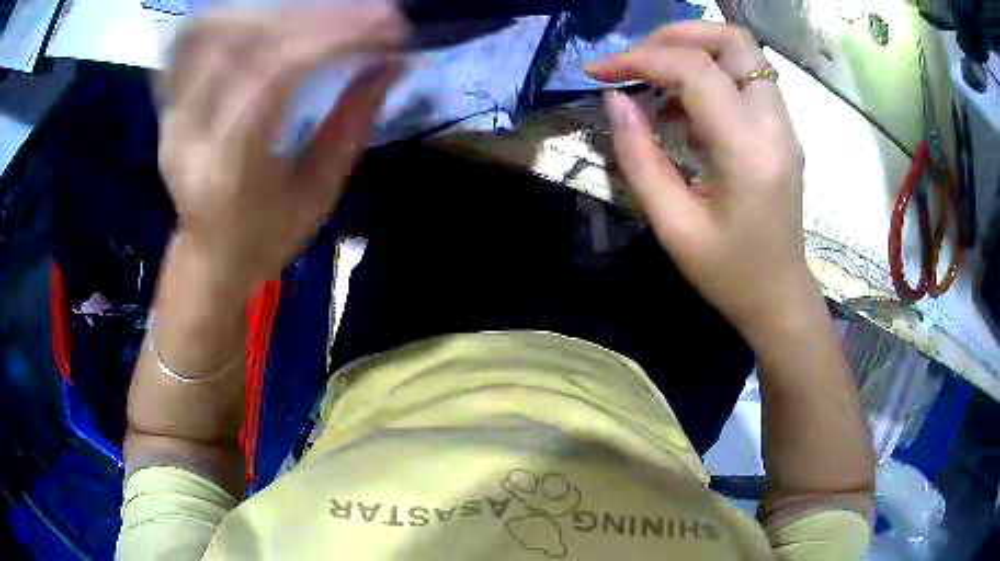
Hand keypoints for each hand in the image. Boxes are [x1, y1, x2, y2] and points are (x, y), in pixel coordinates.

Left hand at [159, 6, 407, 285]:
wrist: (210, 257)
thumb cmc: (267, 236)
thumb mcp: (319, 192)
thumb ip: (352, 122)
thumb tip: (393, 62)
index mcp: (230, 167)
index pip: (275, 75)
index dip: (333, 38)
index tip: (388, 26)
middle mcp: (190, 135)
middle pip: (242, 43)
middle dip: (312, 16)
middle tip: (367, 13)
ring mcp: (172, 116)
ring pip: (208, 33)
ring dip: (269, 10)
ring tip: (317, 12)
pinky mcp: (167, 106)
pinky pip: (185, 44)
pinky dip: (225, 18)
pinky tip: (259, 16)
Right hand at [588, 22, 815, 345]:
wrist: (780, 298)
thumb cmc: (729, 275)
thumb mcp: (674, 226)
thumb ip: (639, 157)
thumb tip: (614, 99)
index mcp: (749, 151)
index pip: (695, 70)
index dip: (640, 59)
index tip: (600, 72)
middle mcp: (775, 125)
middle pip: (732, 40)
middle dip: (676, 35)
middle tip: (636, 60)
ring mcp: (784, 125)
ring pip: (742, 53)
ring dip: (693, 51)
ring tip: (653, 81)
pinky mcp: (781, 130)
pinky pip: (745, 79)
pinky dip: (708, 75)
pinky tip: (681, 107)